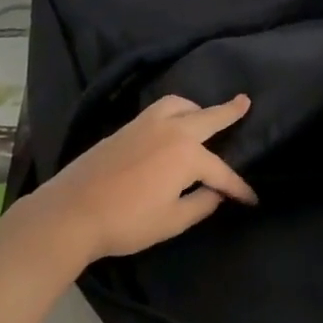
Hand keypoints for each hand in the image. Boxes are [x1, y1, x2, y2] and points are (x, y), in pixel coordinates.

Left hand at [35, 94, 258, 262]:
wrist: (70, 213)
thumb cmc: (127, 221)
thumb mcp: (173, 220)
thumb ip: (202, 203)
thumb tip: (215, 192)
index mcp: (187, 155)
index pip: (222, 172)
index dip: (239, 188)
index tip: (252, 200)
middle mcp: (170, 131)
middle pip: (207, 118)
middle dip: (229, 112)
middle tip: (245, 101)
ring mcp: (144, 125)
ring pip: (178, 105)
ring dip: (196, 108)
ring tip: (203, 115)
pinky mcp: (124, 129)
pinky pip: (158, 110)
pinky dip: (174, 111)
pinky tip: (172, 126)